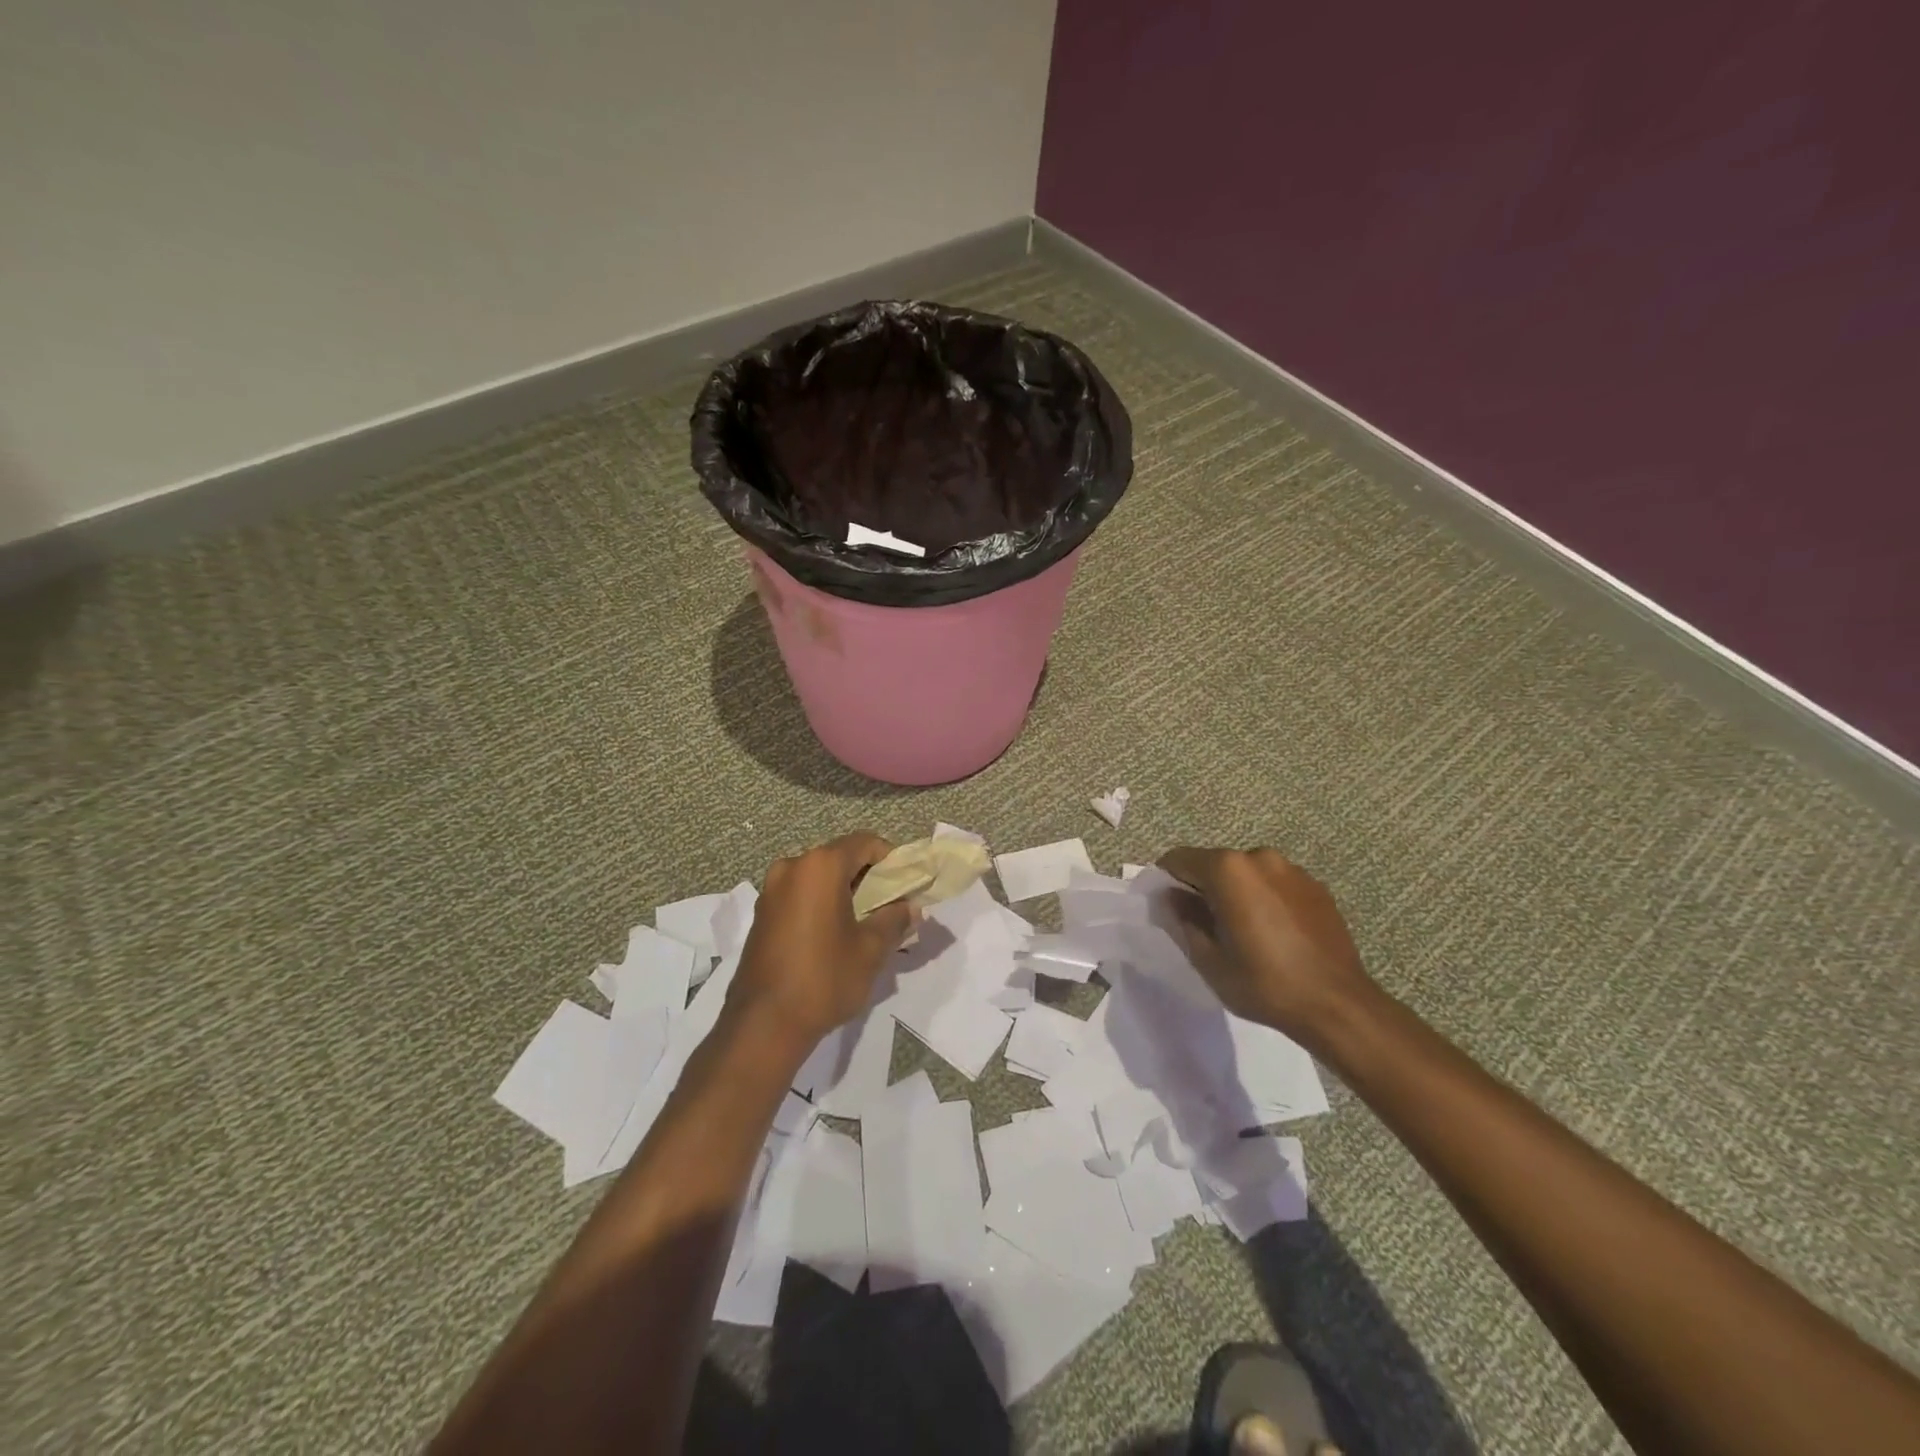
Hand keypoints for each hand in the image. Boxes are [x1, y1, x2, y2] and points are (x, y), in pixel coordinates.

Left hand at [727, 834, 916, 1049]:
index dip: (891, 859)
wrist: (763, 1024)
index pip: (865, 843)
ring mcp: (771, 890)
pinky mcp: (762, 914)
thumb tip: (910, 908)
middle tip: (890, 907)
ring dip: (844, 892)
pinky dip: (821, 904)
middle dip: (868, 877)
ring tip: (863, 924)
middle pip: (840, 858)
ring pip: (819, 878)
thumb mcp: (871, 950)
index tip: (906, 885)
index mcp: (820, 867)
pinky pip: (800, 895)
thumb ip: (895, 920)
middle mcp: (792, 867)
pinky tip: (834, 936)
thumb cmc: (823, 979)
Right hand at [1157, 846, 1377, 1043]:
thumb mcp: (1208, 958)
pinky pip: (1275, 884)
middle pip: (1214, 863)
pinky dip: (1265, 899)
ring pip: (1246, 873)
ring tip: (1244, 931)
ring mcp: (1292, 870)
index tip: (1168, 908)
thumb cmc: (1263, 983)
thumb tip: (1173, 897)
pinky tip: (1274, 934)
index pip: (1179, 859)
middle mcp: (1259, 857)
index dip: (1167, 881)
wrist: (1337, 1005)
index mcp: (1228, 869)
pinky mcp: (1316, 886)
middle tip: (1205, 925)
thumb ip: (1184, 918)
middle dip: (1203, 887)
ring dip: (1236, 892)